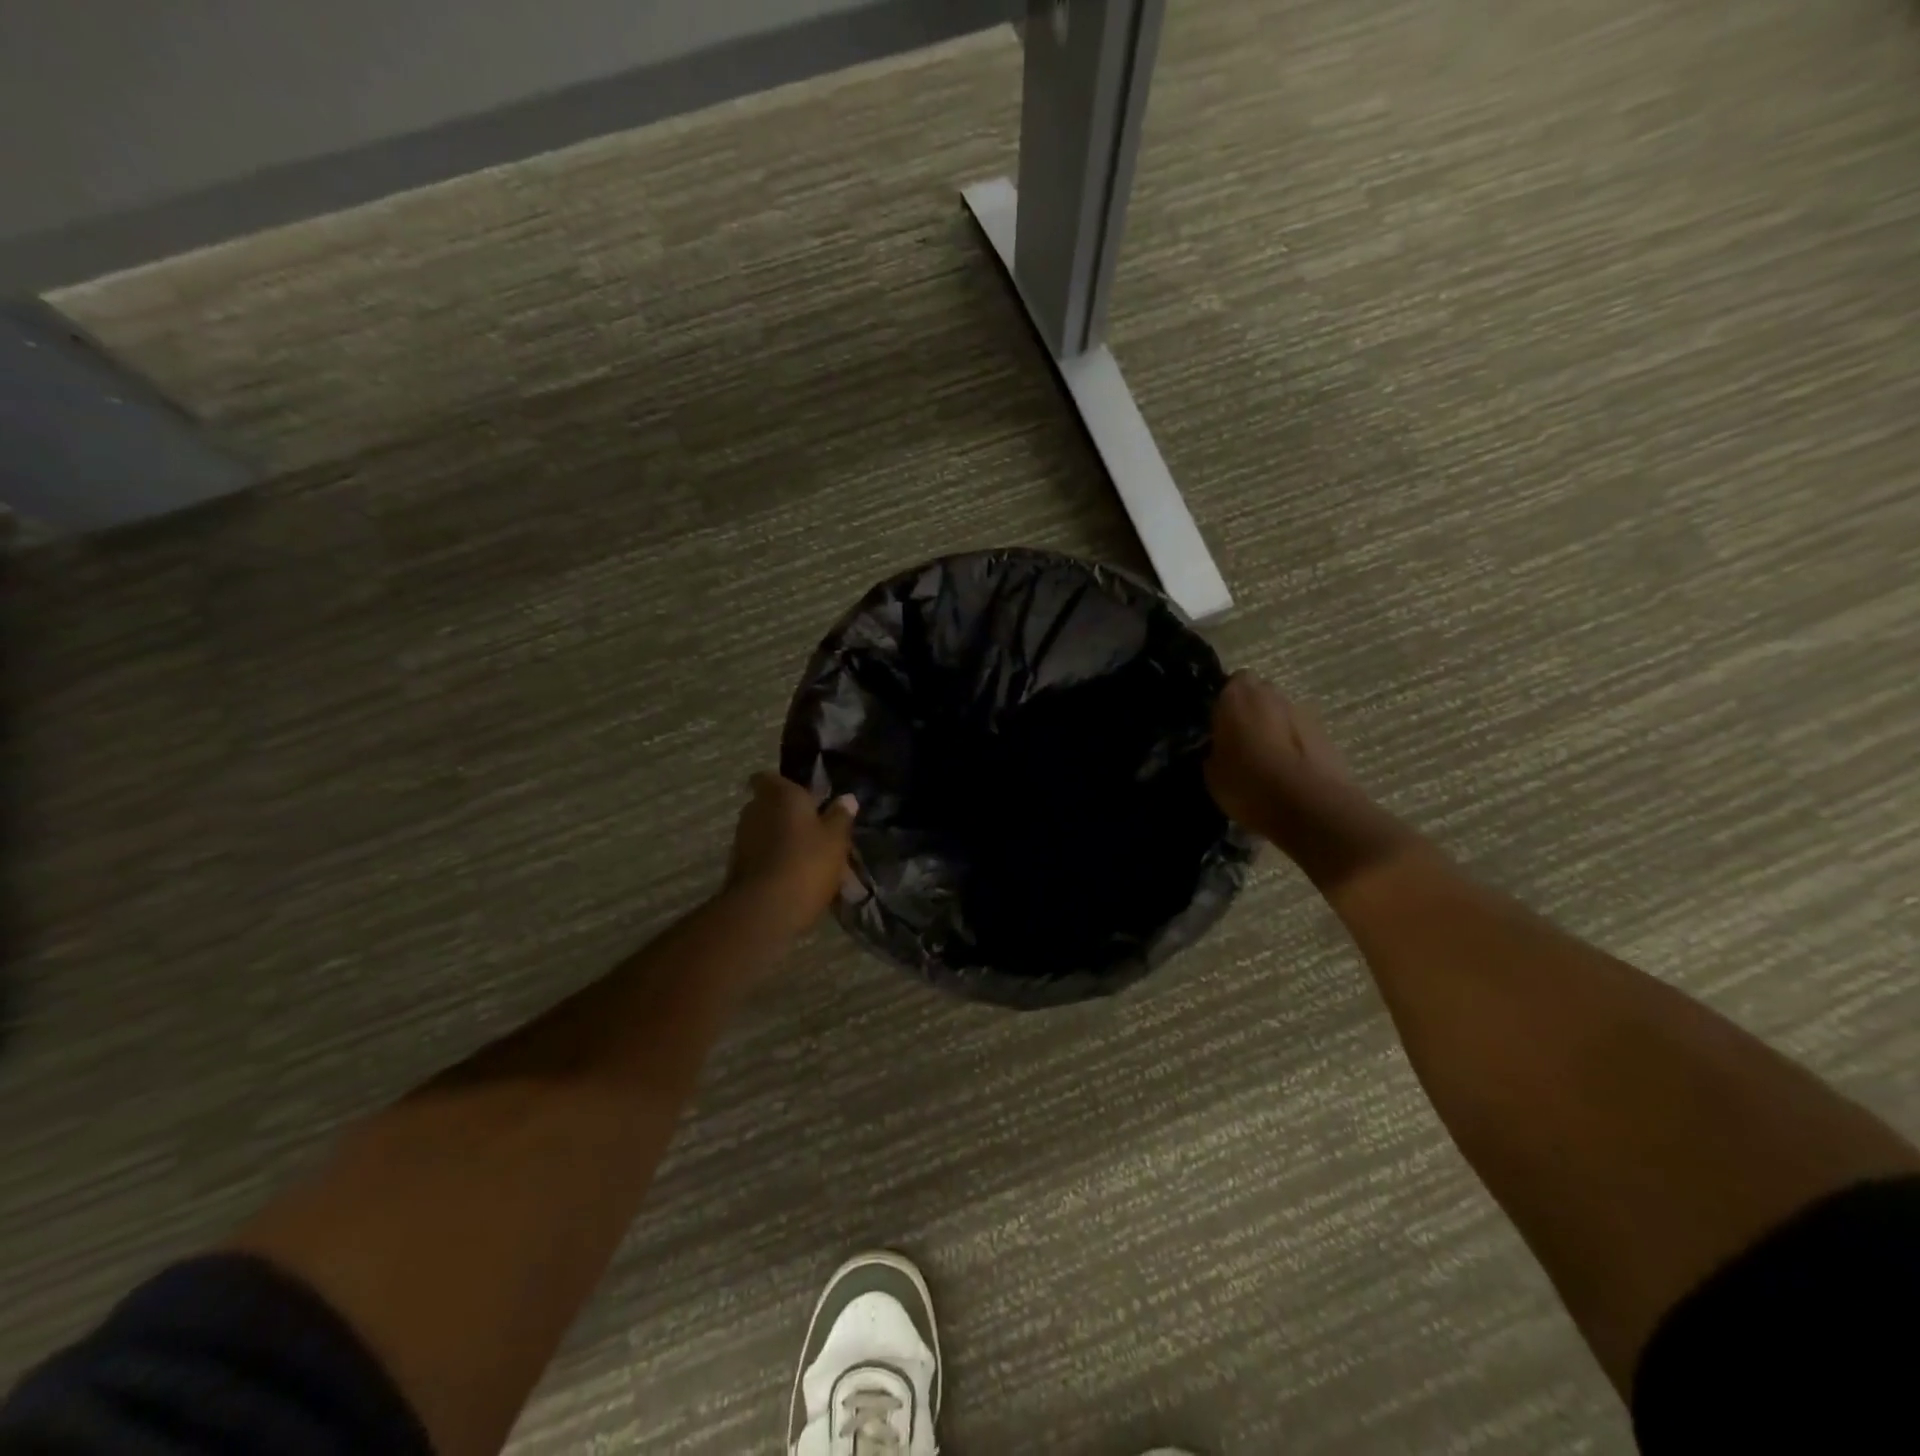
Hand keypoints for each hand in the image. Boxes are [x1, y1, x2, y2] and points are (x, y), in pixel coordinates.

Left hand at [725, 773, 857, 933]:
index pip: (769, 777)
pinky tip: (796, 878)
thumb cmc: (805, 863)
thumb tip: (847, 798)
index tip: (804, 797)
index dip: (784, 785)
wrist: (763, 910)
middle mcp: (755, 810)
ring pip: (766, 832)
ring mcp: (742, 839)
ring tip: (811, 859)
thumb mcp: (835, 840)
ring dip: (783, 841)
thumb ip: (840, 817)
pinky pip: (761, 856)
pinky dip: (776, 861)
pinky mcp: (737, 867)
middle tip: (816, 830)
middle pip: (770, 806)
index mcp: (780, 794)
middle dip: (789, 815)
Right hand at [1205, 673, 1349, 834]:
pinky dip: (1294, 747)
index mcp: (1236, 696)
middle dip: (1251, 713)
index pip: (1228, 684)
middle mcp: (1271, 694)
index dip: (1225, 704)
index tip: (1218, 726)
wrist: (1309, 806)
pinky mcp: (1326, 734)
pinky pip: (1300, 735)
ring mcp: (1302, 712)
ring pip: (1281, 715)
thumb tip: (1218, 748)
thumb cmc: (1248, 783)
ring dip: (1274, 729)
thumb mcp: (1211, 772)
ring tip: (1266, 762)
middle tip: (1240, 743)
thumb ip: (1214, 749)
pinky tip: (1287, 773)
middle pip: (1258, 696)